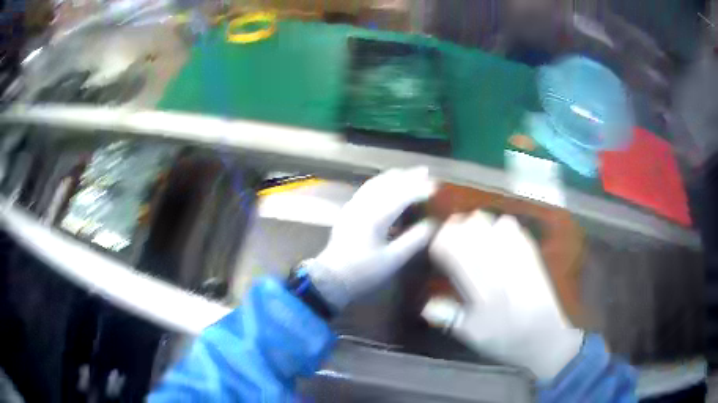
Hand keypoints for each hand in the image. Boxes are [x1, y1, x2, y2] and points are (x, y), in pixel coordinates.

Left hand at [307, 167, 436, 310]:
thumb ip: (415, 240)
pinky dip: (382, 183)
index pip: (401, 195)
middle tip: (426, 172)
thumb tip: (432, 223)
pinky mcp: (348, 211)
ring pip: (375, 183)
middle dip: (407, 177)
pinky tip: (388, 185)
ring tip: (409, 174)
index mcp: (375, 217)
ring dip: (394, 176)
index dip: (420, 189)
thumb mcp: (393, 260)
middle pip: (387, 183)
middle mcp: (362, 205)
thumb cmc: (364, 272)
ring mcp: (352, 206)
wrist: (332, 279)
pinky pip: (367, 189)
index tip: (436, 187)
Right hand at [422, 211, 582, 380]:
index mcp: (481, 286)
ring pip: (492, 222)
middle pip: (472, 228)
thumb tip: (425, 304)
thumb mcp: (473, 336)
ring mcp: (518, 256)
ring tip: (472, 236)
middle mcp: (499, 265)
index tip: (436, 247)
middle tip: (450, 238)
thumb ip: (449, 318)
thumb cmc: (506, 339)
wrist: (545, 336)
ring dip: (477, 225)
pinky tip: (496, 237)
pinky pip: (512, 227)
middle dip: (456, 227)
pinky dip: (498, 226)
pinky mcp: (531, 254)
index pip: (454, 248)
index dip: (441, 242)